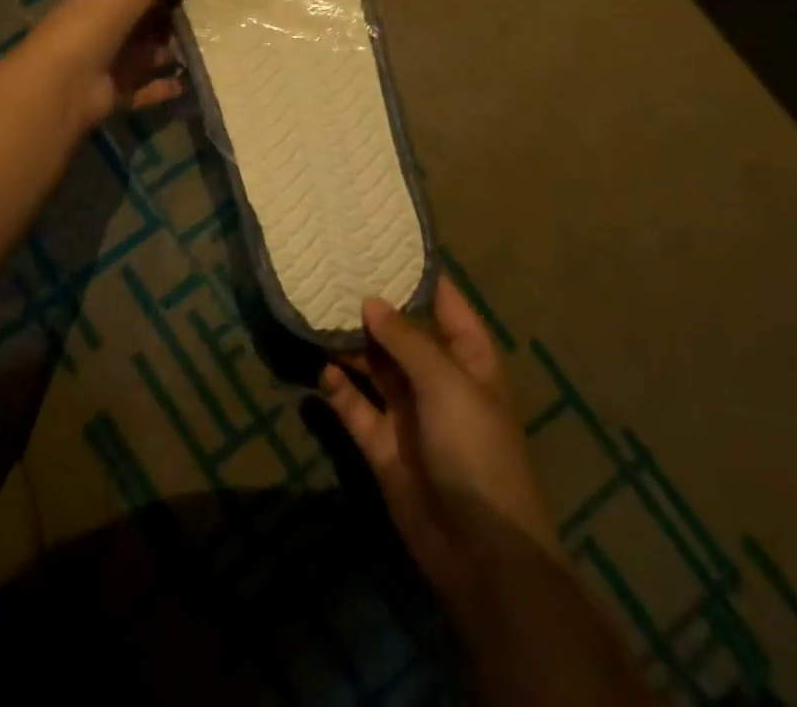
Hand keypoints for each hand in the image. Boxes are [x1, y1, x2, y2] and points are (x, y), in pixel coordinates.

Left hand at [23, 0, 214, 130]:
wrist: (63, 80)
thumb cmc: (98, 18)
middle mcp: (113, 23)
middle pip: (155, 15)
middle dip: (186, 12)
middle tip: (231, 10)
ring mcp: (115, 59)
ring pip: (156, 51)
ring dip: (182, 49)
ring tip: (222, 45)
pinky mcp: (119, 92)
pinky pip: (151, 87)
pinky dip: (170, 85)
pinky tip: (195, 81)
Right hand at [320, 277, 557, 608]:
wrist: (480, 551)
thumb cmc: (476, 449)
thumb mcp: (447, 383)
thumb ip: (406, 339)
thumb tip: (370, 301)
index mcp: (467, 357)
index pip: (443, 302)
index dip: (416, 274)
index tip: (379, 243)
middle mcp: (437, 378)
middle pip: (401, 332)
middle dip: (371, 307)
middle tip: (331, 274)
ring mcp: (409, 412)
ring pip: (374, 366)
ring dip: (350, 345)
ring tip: (316, 314)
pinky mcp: (383, 445)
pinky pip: (356, 407)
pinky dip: (339, 389)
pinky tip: (321, 369)